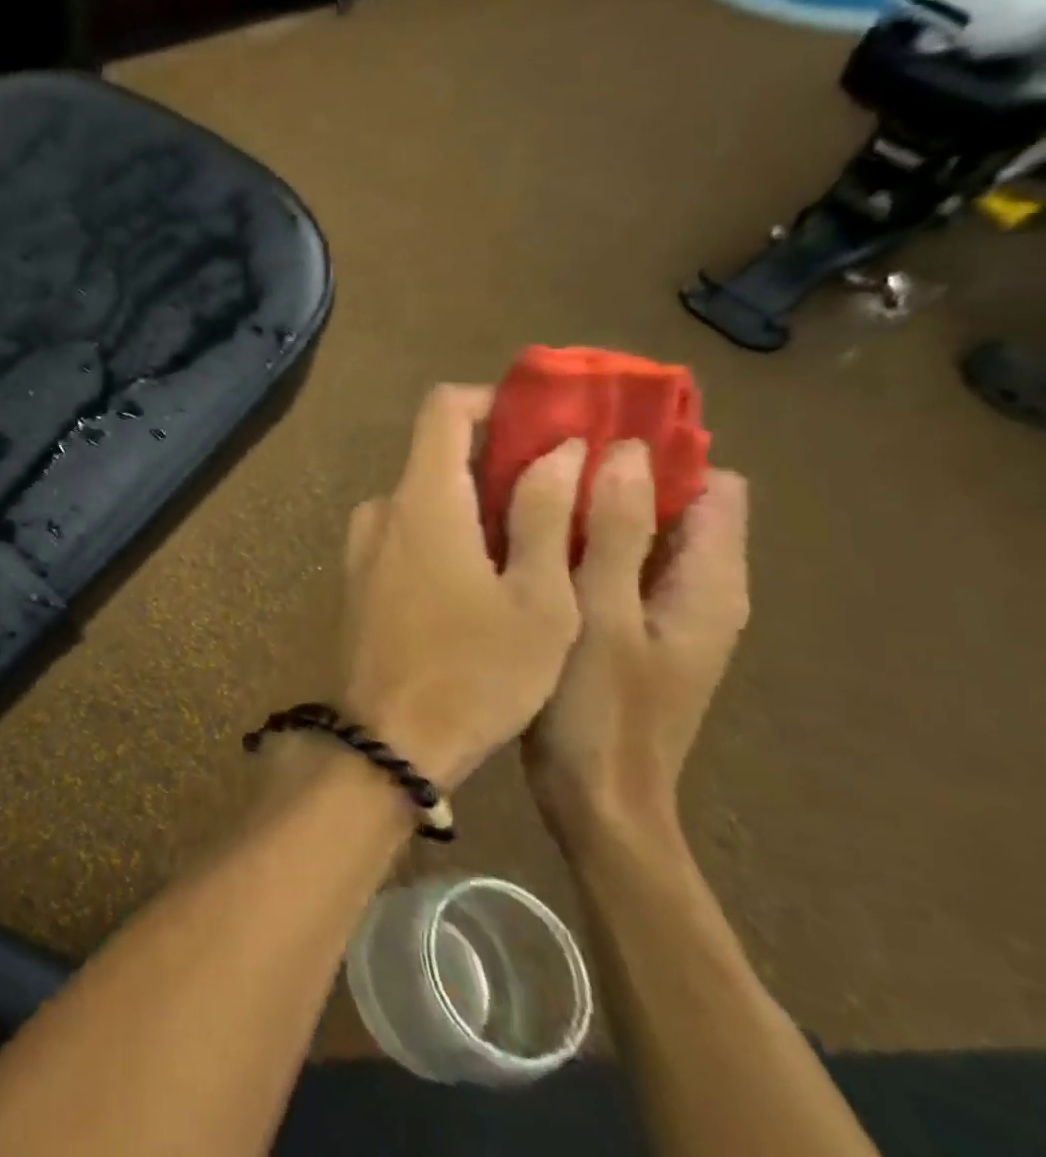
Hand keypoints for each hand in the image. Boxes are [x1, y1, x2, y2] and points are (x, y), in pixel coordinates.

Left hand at [340, 384, 585, 789]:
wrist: (388, 740)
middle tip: (566, 485)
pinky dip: (450, 531)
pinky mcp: (359, 575)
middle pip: (437, 453)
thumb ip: (546, 513)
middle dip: (500, 458)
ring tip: (541, 534)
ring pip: (426, 497)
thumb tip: (560, 448)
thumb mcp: (538, 599)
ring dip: (478, 501)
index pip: (443, 409)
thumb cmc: (476, 673)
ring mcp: (362, 543)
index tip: (545, 423)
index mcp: (420, 500)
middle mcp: (381, 509)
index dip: (494, 401)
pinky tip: (492, 572)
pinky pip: (408, 531)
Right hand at [524, 442, 750, 849]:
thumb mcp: (603, 617)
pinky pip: (603, 562)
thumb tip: (621, 451)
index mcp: (708, 582)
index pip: (712, 485)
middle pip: (668, 503)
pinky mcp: (621, 624)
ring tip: (521, 485)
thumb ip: (615, 534)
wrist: (594, 802)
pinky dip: (571, 540)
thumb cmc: (600, 711)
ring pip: (629, 532)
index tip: (590, 431)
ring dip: (585, 506)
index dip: (659, 452)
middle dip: (611, 472)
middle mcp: (694, 587)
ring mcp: (656, 609)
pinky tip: (520, 537)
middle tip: (540, 454)